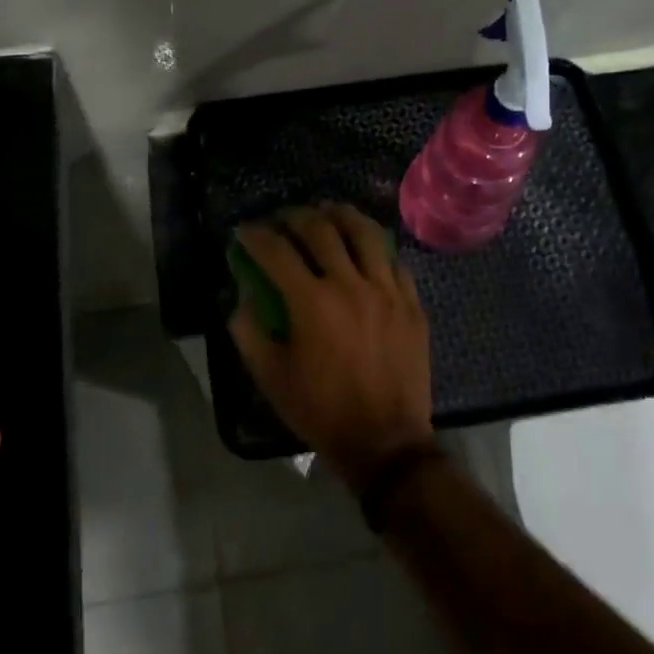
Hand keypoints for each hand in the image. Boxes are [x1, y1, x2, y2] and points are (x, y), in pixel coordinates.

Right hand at [229, 203, 433, 491]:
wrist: (386, 443)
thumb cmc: (321, 411)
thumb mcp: (271, 377)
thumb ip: (249, 331)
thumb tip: (242, 297)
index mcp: (311, 302)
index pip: (275, 251)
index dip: (255, 235)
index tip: (244, 231)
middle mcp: (350, 284)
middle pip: (320, 230)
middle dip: (295, 216)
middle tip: (282, 218)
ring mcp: (386, 291)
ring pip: (365, 234)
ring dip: (341, 215)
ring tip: (328, 210)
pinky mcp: (411, 304)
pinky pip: (394, 261)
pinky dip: (375, 248)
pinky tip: (366, 249)